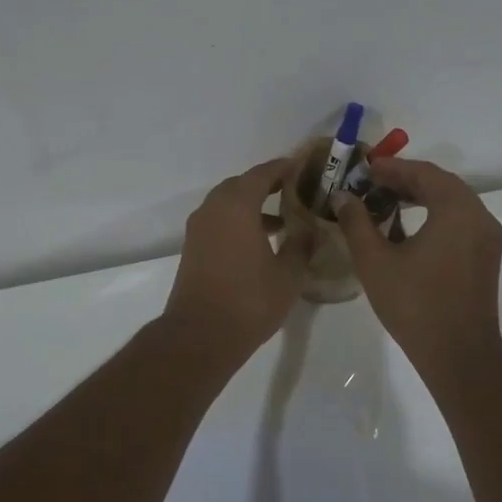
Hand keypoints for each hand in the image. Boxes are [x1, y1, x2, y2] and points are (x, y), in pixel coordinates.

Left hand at [162, 158, 311, 361]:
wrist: (200, 335)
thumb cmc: (249, 301)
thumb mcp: (288, 275)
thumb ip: (300, 246)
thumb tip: (308, 231)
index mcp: (237, 206)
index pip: (262, 174)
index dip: (282, 168)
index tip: (301, 166)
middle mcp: (213, 209)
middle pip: (241, 185)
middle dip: (266, 184)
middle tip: (293, 189)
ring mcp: (199, 228)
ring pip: (227, 203)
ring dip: (251, 204)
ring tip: (282, 219)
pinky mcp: (193, 248)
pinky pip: (218, 220)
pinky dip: (238, 221)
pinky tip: (259, 241)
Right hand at [333, 159, 501, 371]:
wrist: (459, 354)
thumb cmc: (415, 304)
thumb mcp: (375, 261)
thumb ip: (357, 222)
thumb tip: (343, 197)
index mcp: (456, 210)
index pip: (423, 173)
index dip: (392, 167)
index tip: (365, 169)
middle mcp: (479, 216)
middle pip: (441, 183)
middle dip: (405, 179)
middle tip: (372, 182)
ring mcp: (487, 237)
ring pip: (452, 201)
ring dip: (420, 196)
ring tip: (385, 201)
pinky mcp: (486, 256)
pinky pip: (459, 220)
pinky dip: (434, 213)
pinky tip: (407, 227)